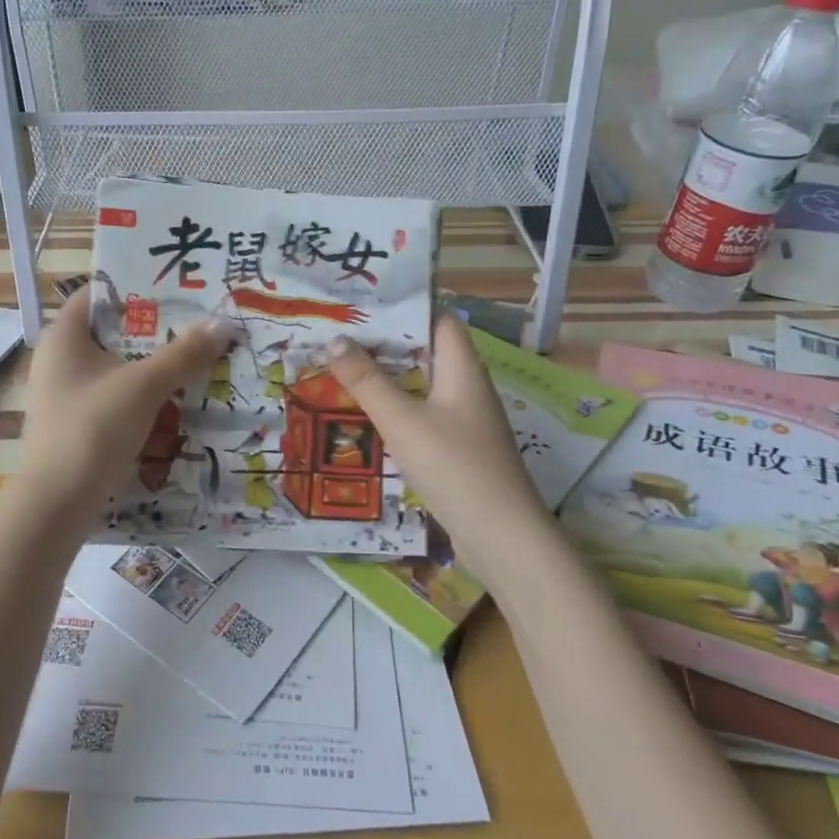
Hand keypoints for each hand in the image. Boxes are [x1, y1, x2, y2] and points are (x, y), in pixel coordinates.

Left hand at [13, 284, 235, 529]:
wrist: (56, 504)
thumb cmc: (93, 428)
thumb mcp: (144, 386)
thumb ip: (184, 353)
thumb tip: (223, 324)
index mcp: (64, 336)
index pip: (101, 293)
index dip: (139, 286)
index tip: (180, 286)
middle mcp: (60, 359)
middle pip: (114, 331)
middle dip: (157, 328)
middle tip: (201, 321)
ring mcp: (66, 394)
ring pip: (118, 366)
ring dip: (154, 364)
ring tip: (198, 357)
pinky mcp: (77, 423)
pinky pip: (116, 396)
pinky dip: (143, 394)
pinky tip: (177, 399)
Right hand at [325, 314, 547, 580]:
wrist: (502, 536)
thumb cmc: (454, 466)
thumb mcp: (402, 420)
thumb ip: (367, 381)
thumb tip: (335, 340)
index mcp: (462, 368)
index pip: (439, 319)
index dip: (406, 306)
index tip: (364, 303)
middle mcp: (467, 387)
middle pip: (427, 351)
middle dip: (386, 343)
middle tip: (341, 335)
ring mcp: (465, 420)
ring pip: (423, 385)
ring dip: (388, 378)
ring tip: (344, 368)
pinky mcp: (458, 449)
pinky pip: (423, 415)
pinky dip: (397, 408)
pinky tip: (367, 415)